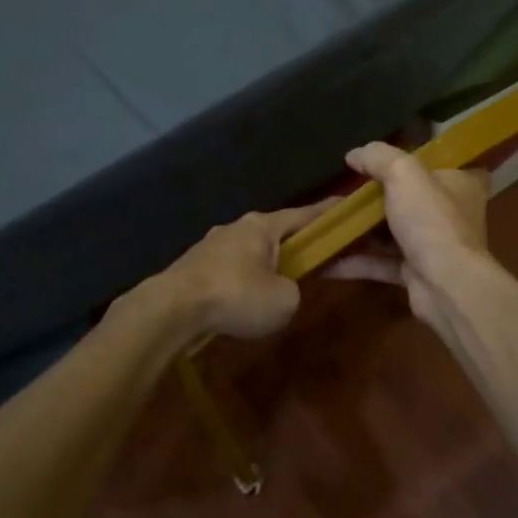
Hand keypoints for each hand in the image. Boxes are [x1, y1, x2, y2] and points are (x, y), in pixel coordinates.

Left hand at [164, 200, 335, 339]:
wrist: (172, 308)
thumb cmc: (237, 295)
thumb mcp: (284, 300)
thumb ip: (293, 290)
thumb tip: (282, 289)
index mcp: (263, 225)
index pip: (305, 214)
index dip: (328, 214)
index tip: (345, 208)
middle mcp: (236, 227)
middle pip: (275, 232)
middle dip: (293, 243)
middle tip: (311, 257)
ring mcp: (210, 245)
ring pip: (248, 251)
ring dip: (263, 265)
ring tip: (273, 287)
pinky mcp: (192, 266)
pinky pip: (227, 269)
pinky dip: (240, 280)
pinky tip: (241, 300)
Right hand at [327, 143, 491, 322]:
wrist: (447, 287)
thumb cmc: (432, 220)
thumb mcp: (403, 173)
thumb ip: (378, 157)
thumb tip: (353, 154)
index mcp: (459, 183)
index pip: (438, 163)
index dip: (410, 159)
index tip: (379, 159)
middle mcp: (449, 213)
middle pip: (407, 197)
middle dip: (372, 197)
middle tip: (340, 191)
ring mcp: (432, 245)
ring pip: (389, 232)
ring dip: (358, 230)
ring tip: (323, 222)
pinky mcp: (415, 273)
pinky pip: (380, 262)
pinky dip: (354, 260)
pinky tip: (323, 257)